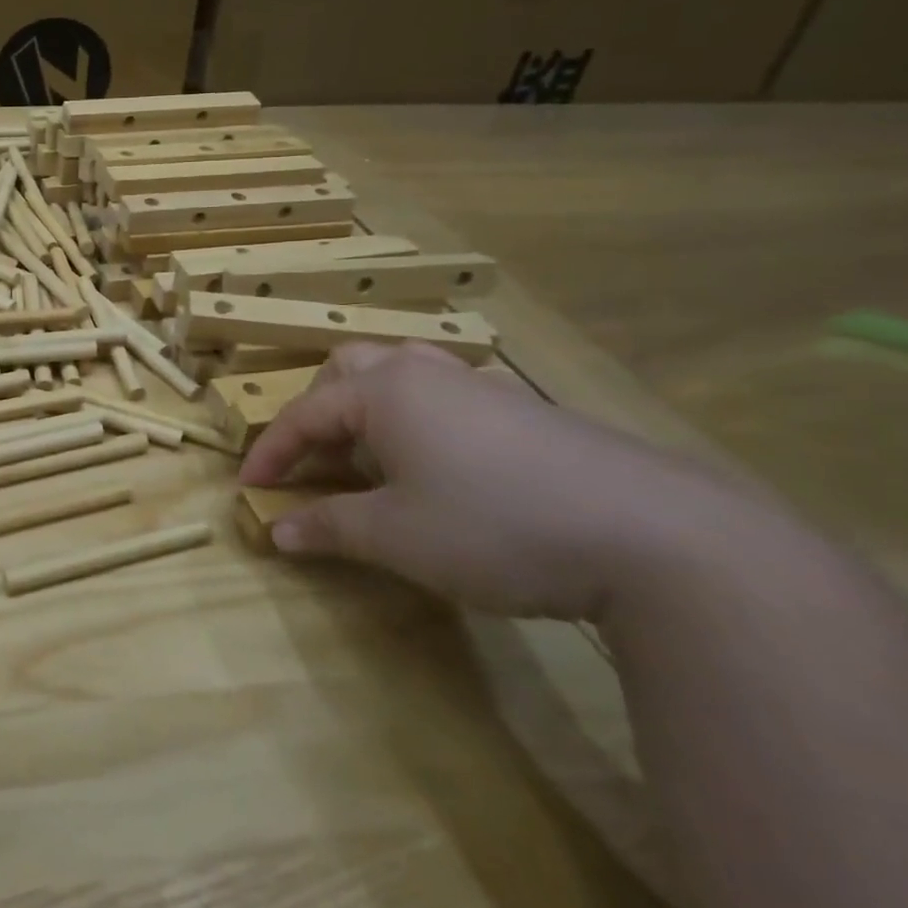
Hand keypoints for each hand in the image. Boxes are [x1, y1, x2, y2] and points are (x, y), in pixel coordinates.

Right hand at [237, 341, 767, 621]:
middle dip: (316, 410)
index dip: (270, 451)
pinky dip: (419, 421)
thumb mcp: (395, 536)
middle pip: (349, 369)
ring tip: (369, 454)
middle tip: (312, 458)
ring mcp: (484, 388)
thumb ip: (329, 527)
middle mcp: (428, 374)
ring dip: (368, 408)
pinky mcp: (530, 413)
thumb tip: (278, 531)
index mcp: (385, 391)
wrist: (658, 538)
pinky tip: (441, 467)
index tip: (249, 488)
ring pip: (403, 374)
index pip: (303, 413)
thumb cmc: (495, 526)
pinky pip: (449, 398)